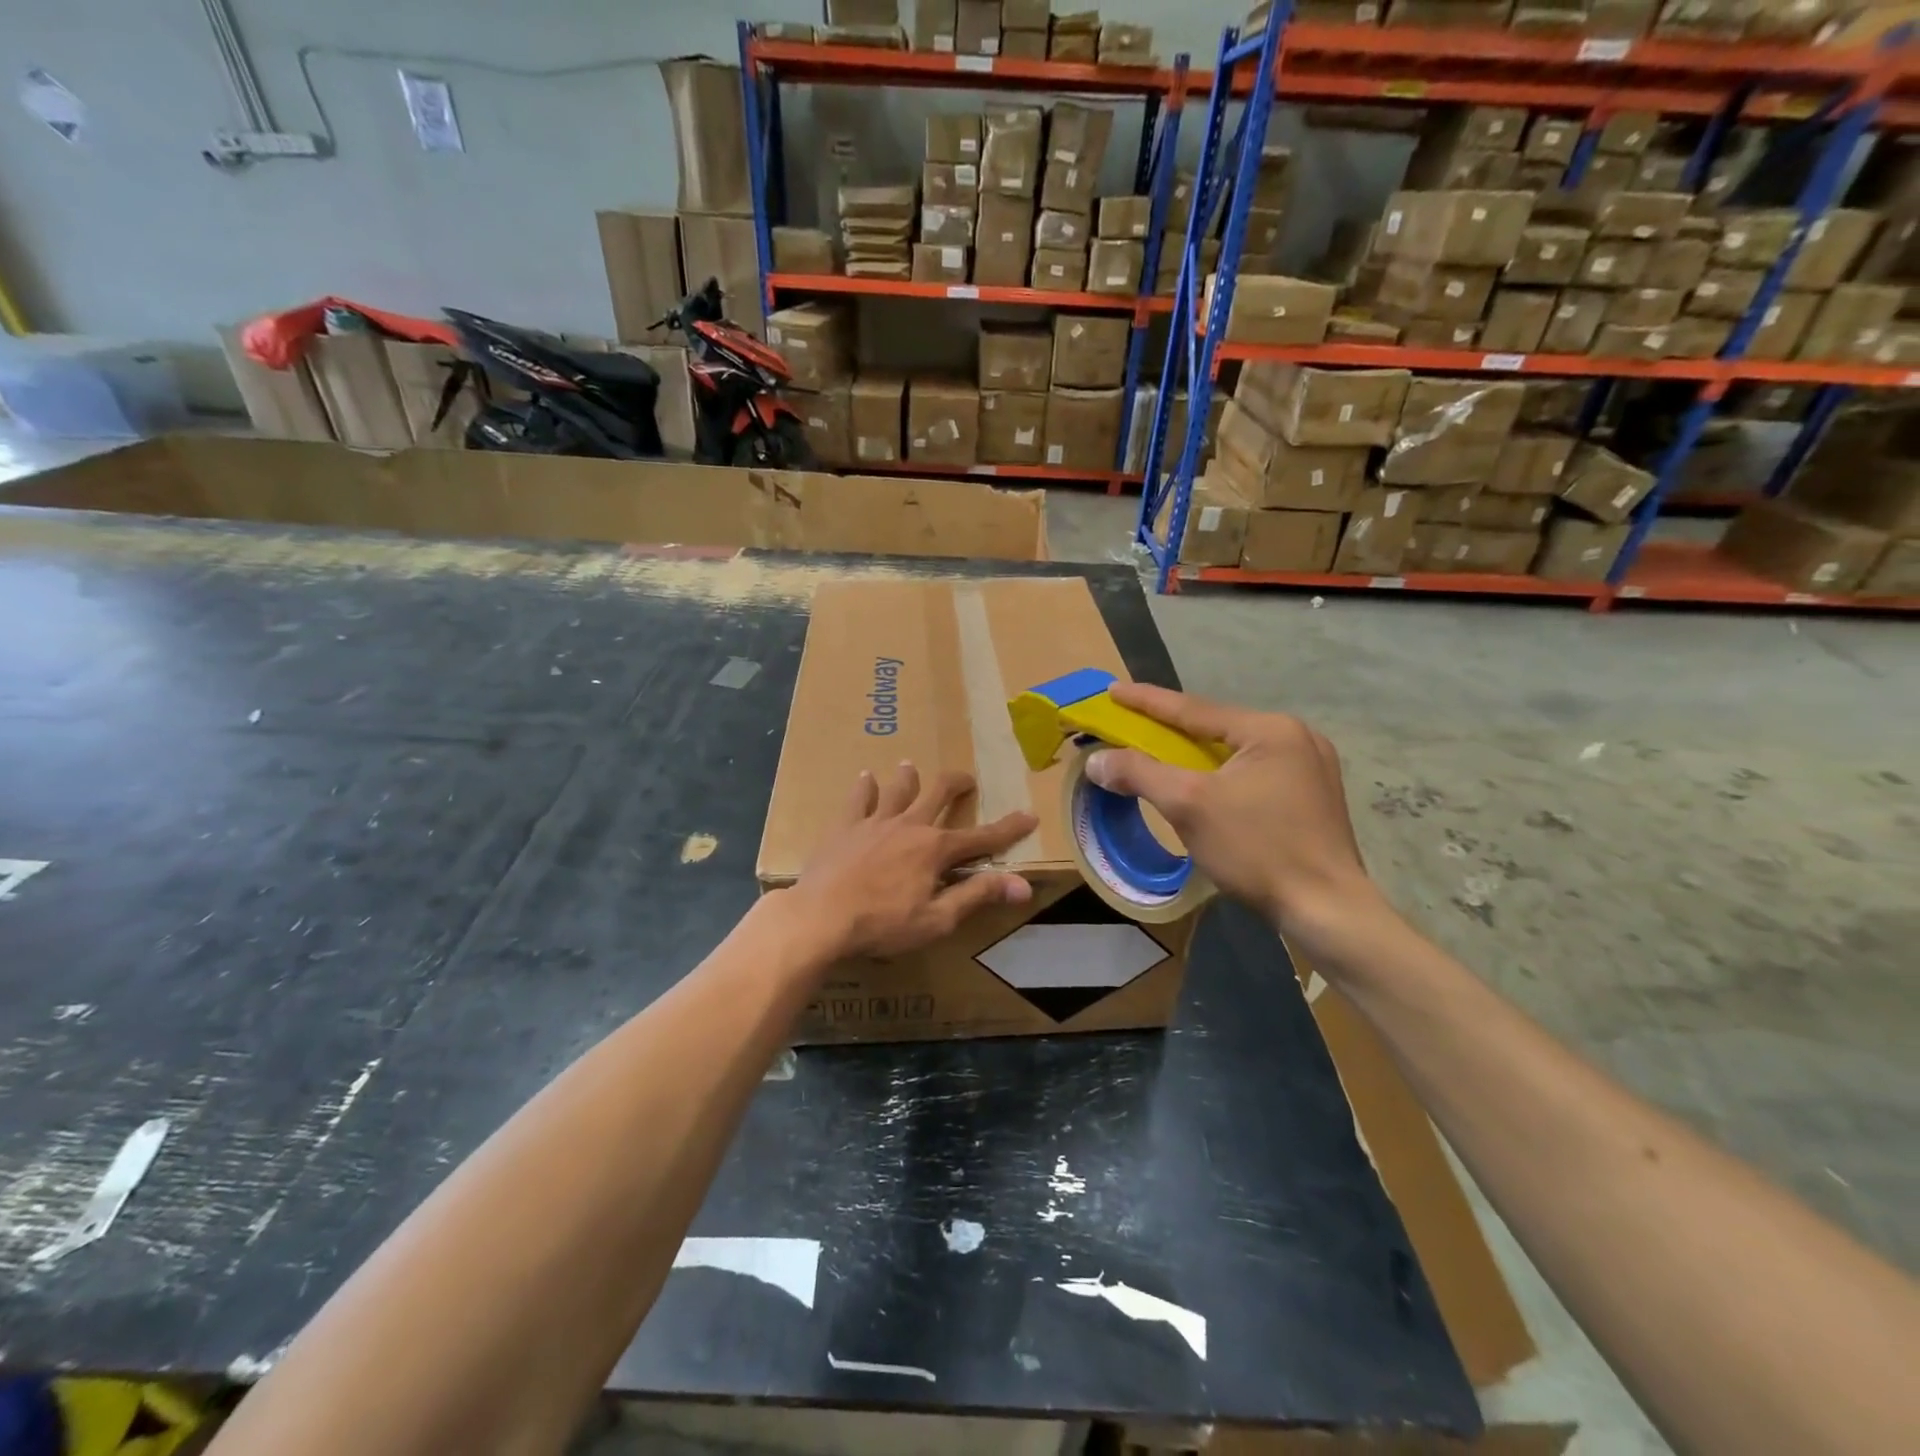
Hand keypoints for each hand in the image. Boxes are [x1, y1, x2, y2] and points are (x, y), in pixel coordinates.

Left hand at [783, 763, 1036, 959]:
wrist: (820, 917)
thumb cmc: (882, 923)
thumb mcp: (938, 919)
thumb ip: (977, 896)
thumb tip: (1023, 885)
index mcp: (935, 849)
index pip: (981, 838)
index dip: (1008, 828)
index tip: (1029, 815)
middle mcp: (909, 825)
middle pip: (938, 794)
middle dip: (956, 784)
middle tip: (966, 779)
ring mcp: (874, 822)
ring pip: (897, 789)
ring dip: (908, 777)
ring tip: (911, 765)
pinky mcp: (844, 826)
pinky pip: (857, 799)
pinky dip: (864, 787)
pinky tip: (864, 777)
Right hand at [1084, 684, 1379, 946]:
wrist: (1327, 910)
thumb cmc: (1256, 849)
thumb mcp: (1188, 806)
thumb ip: (1139, 774)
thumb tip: (1097, 761)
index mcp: (1271, 729)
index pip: (1194, 709)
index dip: (1146, 701)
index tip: (1112, 691)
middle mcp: (1296, 737)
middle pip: (1216, 728)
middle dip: (1170, 730)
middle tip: (1131, 726)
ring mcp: (1311, 767)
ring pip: (1234, 753)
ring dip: (1194, 756)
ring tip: (1160, 756)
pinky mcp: (1313, 797)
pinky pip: (1252, 773)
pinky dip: (1220, 776)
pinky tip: (1203, 787)